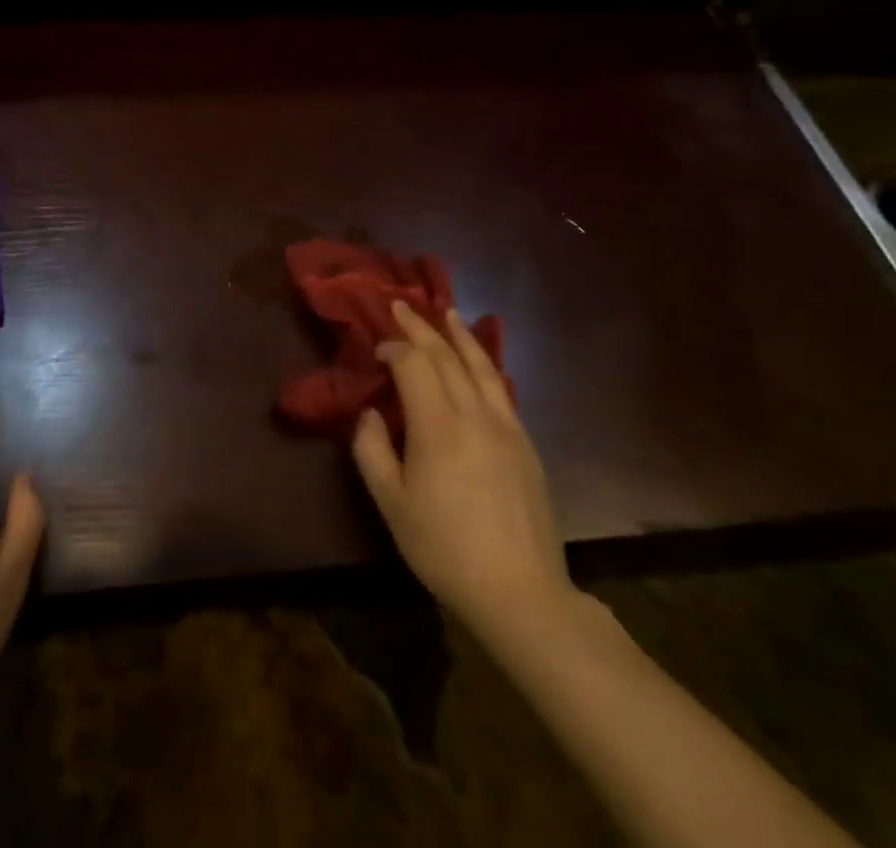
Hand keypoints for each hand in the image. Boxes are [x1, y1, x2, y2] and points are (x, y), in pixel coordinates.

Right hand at [352, 300, 574, 642]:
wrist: (519, 591)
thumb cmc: (444, 548)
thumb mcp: (391, 504)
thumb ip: (372, 450)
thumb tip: (370, 413)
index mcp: (437, 427)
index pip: (414, 365)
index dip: (393, 348)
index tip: (376, 347)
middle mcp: (474, 415)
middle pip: (446, 357)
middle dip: (422, 327)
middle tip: (402, 304)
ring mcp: (506, 427)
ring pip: (481, 366)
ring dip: (460, 335)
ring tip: (448, 312)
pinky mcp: (525, 443)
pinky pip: (501, 389)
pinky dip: (485, 364)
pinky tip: (478, 361)